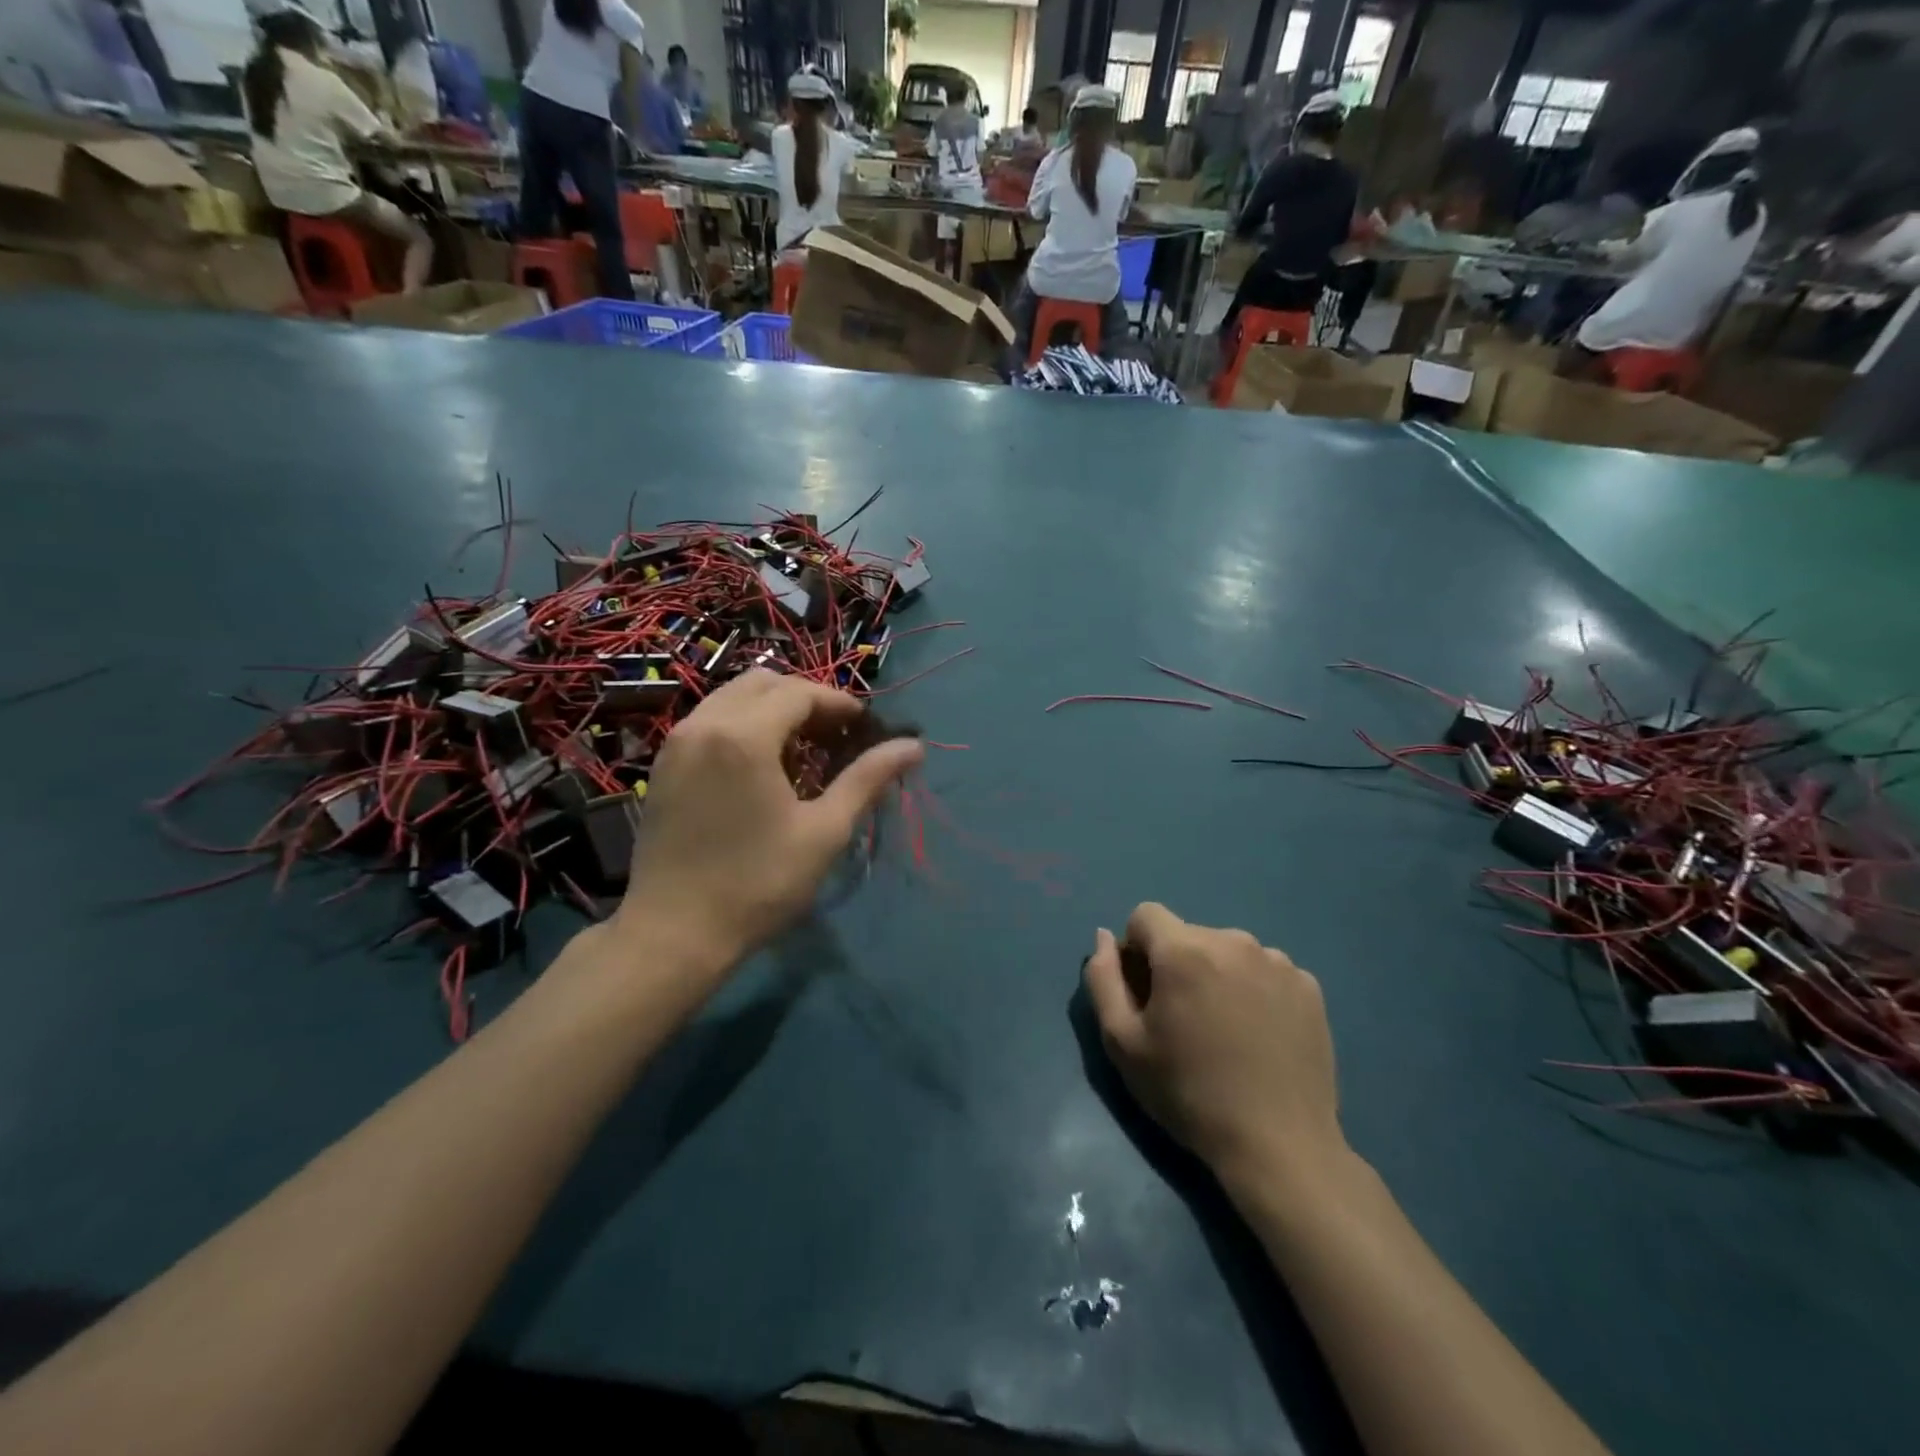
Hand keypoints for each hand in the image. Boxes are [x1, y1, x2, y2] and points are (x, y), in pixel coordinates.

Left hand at [614, 671, 923, 978]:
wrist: (674, 933)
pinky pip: (709, 721)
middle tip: (835, 735)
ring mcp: (676, 743)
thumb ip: (867, 779)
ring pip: (731, 698)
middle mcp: (704, 724)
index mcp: (744, 736)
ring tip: (802, 749)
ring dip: (772, 709)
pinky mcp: (663, 765)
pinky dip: (742, 724)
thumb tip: (914, 746)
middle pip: (763, 683)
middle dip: (805, 699)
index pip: (800, 693)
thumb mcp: (824, 832)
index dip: (839, 704)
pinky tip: (761, 765)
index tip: (865, 728)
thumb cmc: (758, 883)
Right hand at [1084, 904, 1344, 1188]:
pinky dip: (1255, 990)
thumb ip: (1103, 979)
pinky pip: (1265, 971)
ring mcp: (1278, 962)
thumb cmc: (1188, 1093)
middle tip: (1185, 1021)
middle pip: (1188, 935)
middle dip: (1177, 964)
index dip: (1136, 950)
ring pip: (1228, 951)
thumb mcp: (1122, 1042)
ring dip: (1218, 975)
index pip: (1145, 915)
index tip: (1146, 994)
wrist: (1279, 1146)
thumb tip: (1105, 937)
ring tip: (1226, 1030)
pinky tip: (1260, 1035)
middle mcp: (1233, 940)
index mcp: (1184, 950)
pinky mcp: (1309, 987)